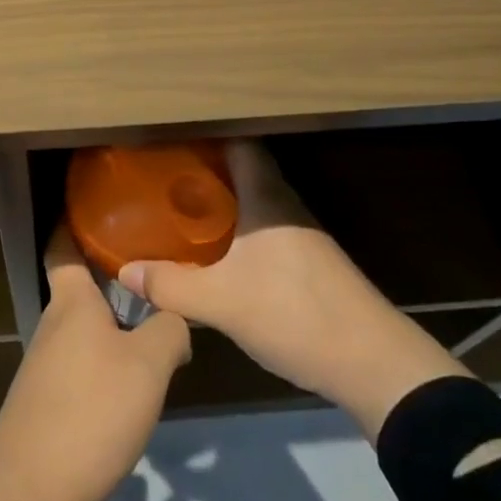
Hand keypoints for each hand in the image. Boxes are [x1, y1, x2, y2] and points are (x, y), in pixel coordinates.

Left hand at [0, 228, 189, 500]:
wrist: (29, 491)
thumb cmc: (89, 409)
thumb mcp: (147, 365)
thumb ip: (169, 330)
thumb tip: (176, 320)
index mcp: (72, 302)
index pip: (63, 246)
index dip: (74, 222)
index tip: (96, 206)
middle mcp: (54, 325)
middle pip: (80, 289)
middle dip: (111, 278)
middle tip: (154, 268)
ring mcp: (47, 367)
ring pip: (85, 331)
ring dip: (113, 325)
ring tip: (155, 324)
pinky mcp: (48, 406)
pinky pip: (83, 368)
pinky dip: (107, 364)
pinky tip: (134, 383)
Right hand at [119, 140, 468, 436]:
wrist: (375, 365)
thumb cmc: (295, 314)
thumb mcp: (223, 302)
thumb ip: (171, 286)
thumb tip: (124, 272)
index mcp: (267, 196)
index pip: (238, 143)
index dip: (206, 135)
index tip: (170, 138)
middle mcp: (285, 205)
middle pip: (243, 170)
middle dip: (204, 169)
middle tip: (163, 175)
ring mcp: (302, 235)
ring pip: (254, 202)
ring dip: (222, 202)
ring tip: (180, 209)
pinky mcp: (310, 264)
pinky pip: (263, 229)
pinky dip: (237, 229)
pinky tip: (216, 252)